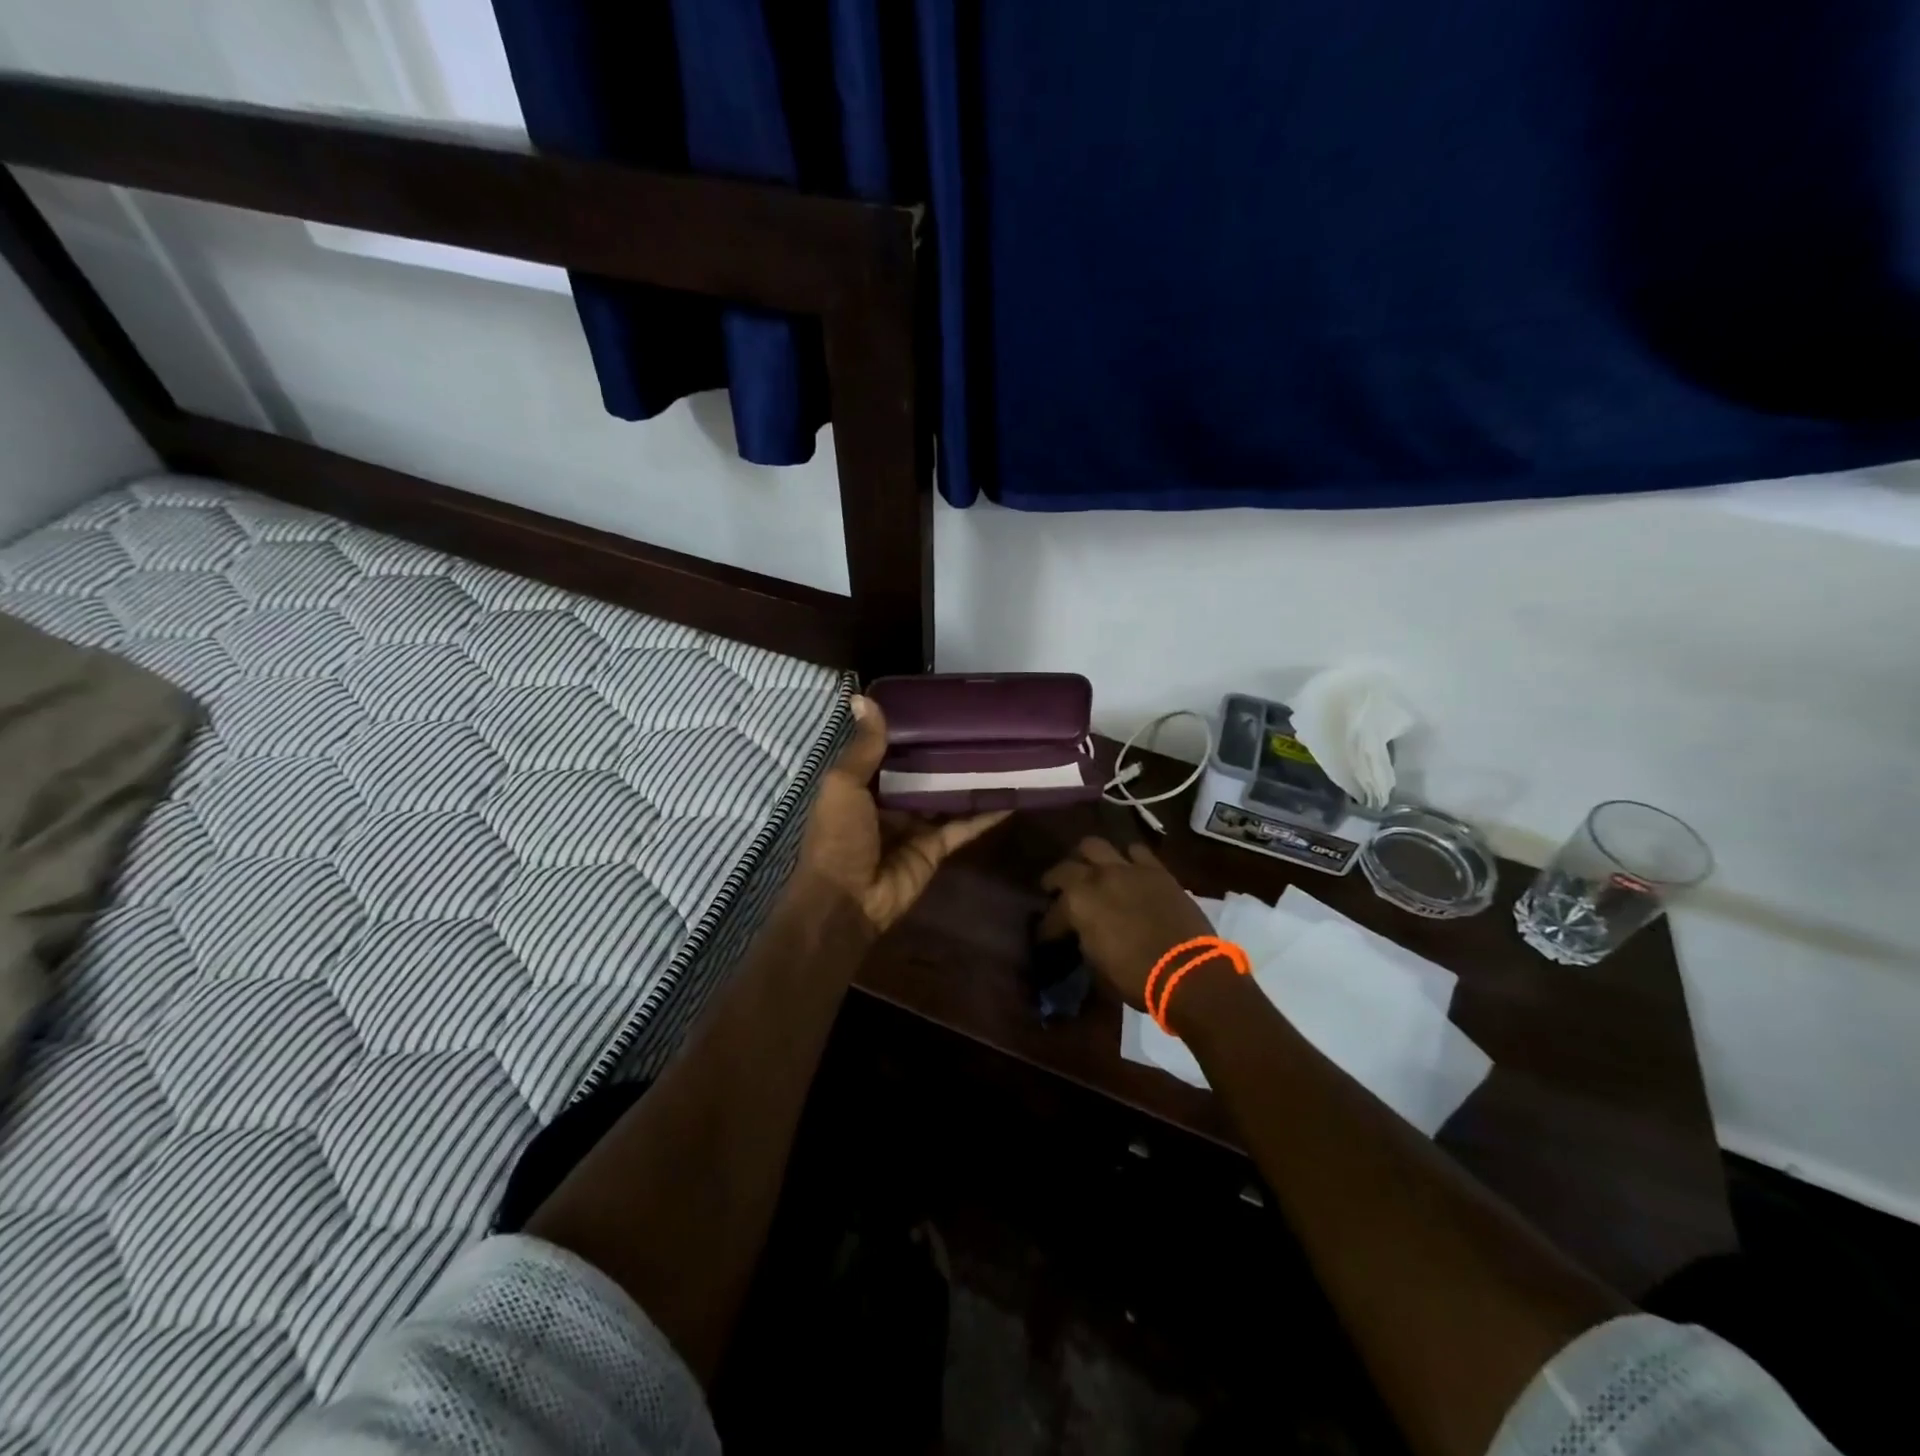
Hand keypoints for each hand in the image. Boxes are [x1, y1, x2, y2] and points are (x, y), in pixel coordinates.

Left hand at [797, 695, 1010, 932]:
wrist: (847, 899)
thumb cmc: (838, 836)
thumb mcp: (844, 784)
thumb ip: (863, 747)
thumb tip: (863, 697)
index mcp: (862, 786)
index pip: (889, 752)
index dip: (909, 732)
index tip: (936, 705)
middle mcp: (889, 803)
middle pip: (922, 773)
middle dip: (945, 753)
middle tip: (978, 724)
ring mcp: (915, 826)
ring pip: (947, 797)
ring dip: (969, 779)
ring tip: (1001, 750)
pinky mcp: (936, 847)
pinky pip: (964, 825)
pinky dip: (986, 813)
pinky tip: (1012, 794)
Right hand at [1039, 837, 1215, 1010]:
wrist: (1188, 972)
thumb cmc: (1137, 977)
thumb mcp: (1098, 965)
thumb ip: (1085, 940)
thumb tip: (1083, 933)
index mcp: (1078, 904)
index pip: (1053, 913)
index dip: (1048, 926)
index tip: (1047, 936)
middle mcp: (1097, 878)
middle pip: (1066, 867)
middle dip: (1057, 880)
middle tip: (1058, 891)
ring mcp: (1127, 869)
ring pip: (1095, 846)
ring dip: (1088, 859)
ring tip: (1091, 871)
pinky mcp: (1156, 870)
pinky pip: (1135, 851)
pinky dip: (1127, 858)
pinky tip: (1128, 869)